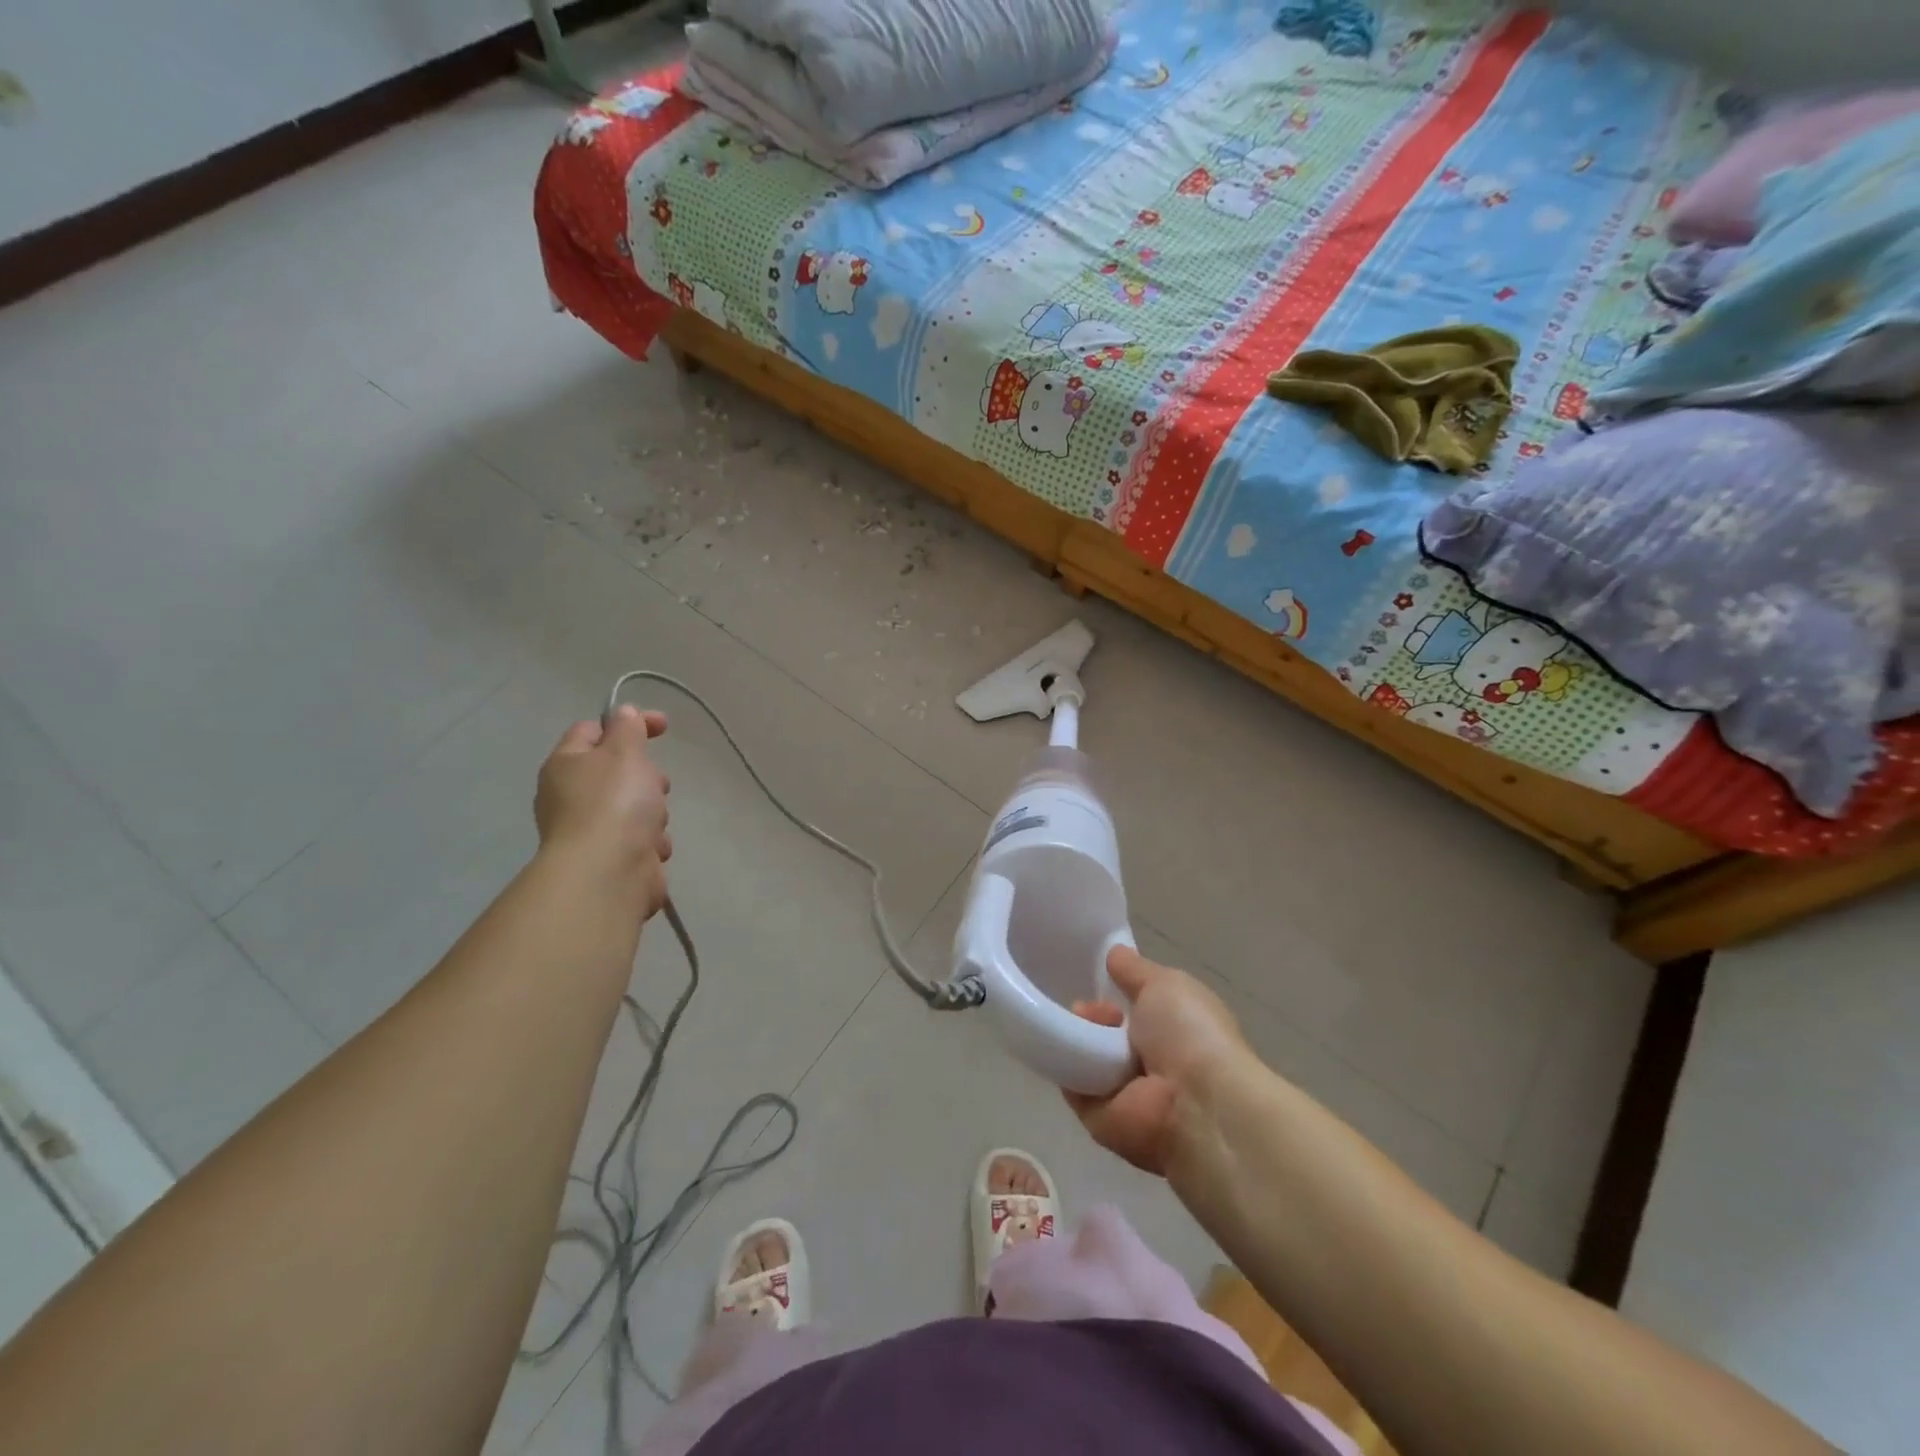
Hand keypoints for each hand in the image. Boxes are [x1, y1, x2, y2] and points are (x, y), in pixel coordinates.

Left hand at [534, 705, 672, 914]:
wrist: (608, 873)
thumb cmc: (614, 803)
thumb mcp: (624, 752)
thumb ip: (628, 728)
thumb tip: (623, 713)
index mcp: (566, 764)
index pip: (593, 729)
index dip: (629, 722)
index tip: (664, 726)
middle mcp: (571, 796)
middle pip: (620, 772)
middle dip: (647, 777)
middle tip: (656, 784)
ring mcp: (591, 830)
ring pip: (636, 807)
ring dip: (654, 813)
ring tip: (653, 824)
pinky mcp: (611, 858)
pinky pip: (641, 840)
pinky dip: (650, 842)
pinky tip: (650, 850)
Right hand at [1065, 946, 1251, 1177]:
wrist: (1195, 1105)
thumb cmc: (1190, 1034)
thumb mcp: (1165, 983)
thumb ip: (1135, 970)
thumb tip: (1114, 952)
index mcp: (1176, 1032)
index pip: (1137, 1009)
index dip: (1117, 991)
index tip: (1105, 979)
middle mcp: (1152, 1064)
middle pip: (1106, 1030)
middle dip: (1094, 1012)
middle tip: (1091, 1009)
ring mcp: (1125, 1094)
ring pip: (1086, 1054)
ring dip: (1080, 1035)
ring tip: (1084, 1026)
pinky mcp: (1099, 1119)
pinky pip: (1072, 1086)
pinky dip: (1065, 1066)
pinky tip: (1066, 1047)